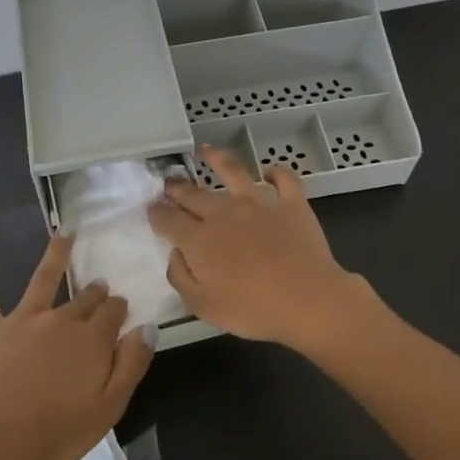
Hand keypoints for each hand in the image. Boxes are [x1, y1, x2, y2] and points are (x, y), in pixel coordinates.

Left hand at [0, 230, 153, 459]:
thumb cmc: (57, 433)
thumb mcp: (109, 408)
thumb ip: (132, 365)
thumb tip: (148, 327)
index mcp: (91, 341)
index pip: (112, 313)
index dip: (118, 309)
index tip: (121, 308)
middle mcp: (60, 320)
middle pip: (83, 299)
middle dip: (95, 291)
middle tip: (99, 286)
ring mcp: (22, 320)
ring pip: (42, 279)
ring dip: (56, 254)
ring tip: (65, 233)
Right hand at [147, 146, 362, 348]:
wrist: (308, 300)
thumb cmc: (252, 309)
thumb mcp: (202, 306)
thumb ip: (181, 277)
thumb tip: (175, 254)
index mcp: (199, 239)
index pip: (168, 219)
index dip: (156, 213)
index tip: (151, 209)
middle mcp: (224, 213)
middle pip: (194, 195)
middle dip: (177, 188)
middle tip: (170, 183)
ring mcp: (259, 204)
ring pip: (234, 172)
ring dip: (218, 159)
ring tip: (207, 150)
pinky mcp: (291, 204)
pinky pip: (284, 180)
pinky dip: (277, 172)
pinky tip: (270, 171)